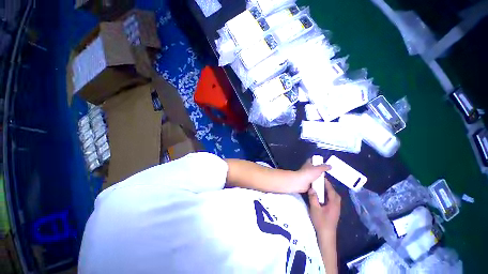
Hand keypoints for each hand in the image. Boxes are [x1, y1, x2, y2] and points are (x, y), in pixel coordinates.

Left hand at [291, 159, 330, 192]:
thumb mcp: (318, 169)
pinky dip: (317, 184)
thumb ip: (324, 167)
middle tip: (326, 173)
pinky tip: (322, 186)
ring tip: (326, 180)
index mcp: (308, 164)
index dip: (316, 160)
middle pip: (314, 169)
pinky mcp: (307, 183)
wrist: (301, 182)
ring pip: (314, 176)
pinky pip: (314, 183)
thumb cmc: (309, 173)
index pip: (312, 160)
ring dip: (319, 179)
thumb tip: (330, 166)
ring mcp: (307, 176)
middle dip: (319, 171)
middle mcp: (307, 169)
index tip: (322, 162)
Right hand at [308, 177, 340, 237]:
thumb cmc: (321, 222)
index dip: (326, 183)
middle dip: (327, 186)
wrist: (326, 236)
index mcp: (334, 203)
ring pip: (332, 196)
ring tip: (319, 186)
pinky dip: (326, 196)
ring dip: (327, 191)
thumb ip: (313, 198)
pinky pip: (330, 200)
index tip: (321, 176)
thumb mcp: (315, 209)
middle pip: (333, 192)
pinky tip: (320, 196)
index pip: (331, 190)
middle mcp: (336, 204)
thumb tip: (311, 188)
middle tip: (319, 181)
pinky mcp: (333, 211)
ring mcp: (335, 208)